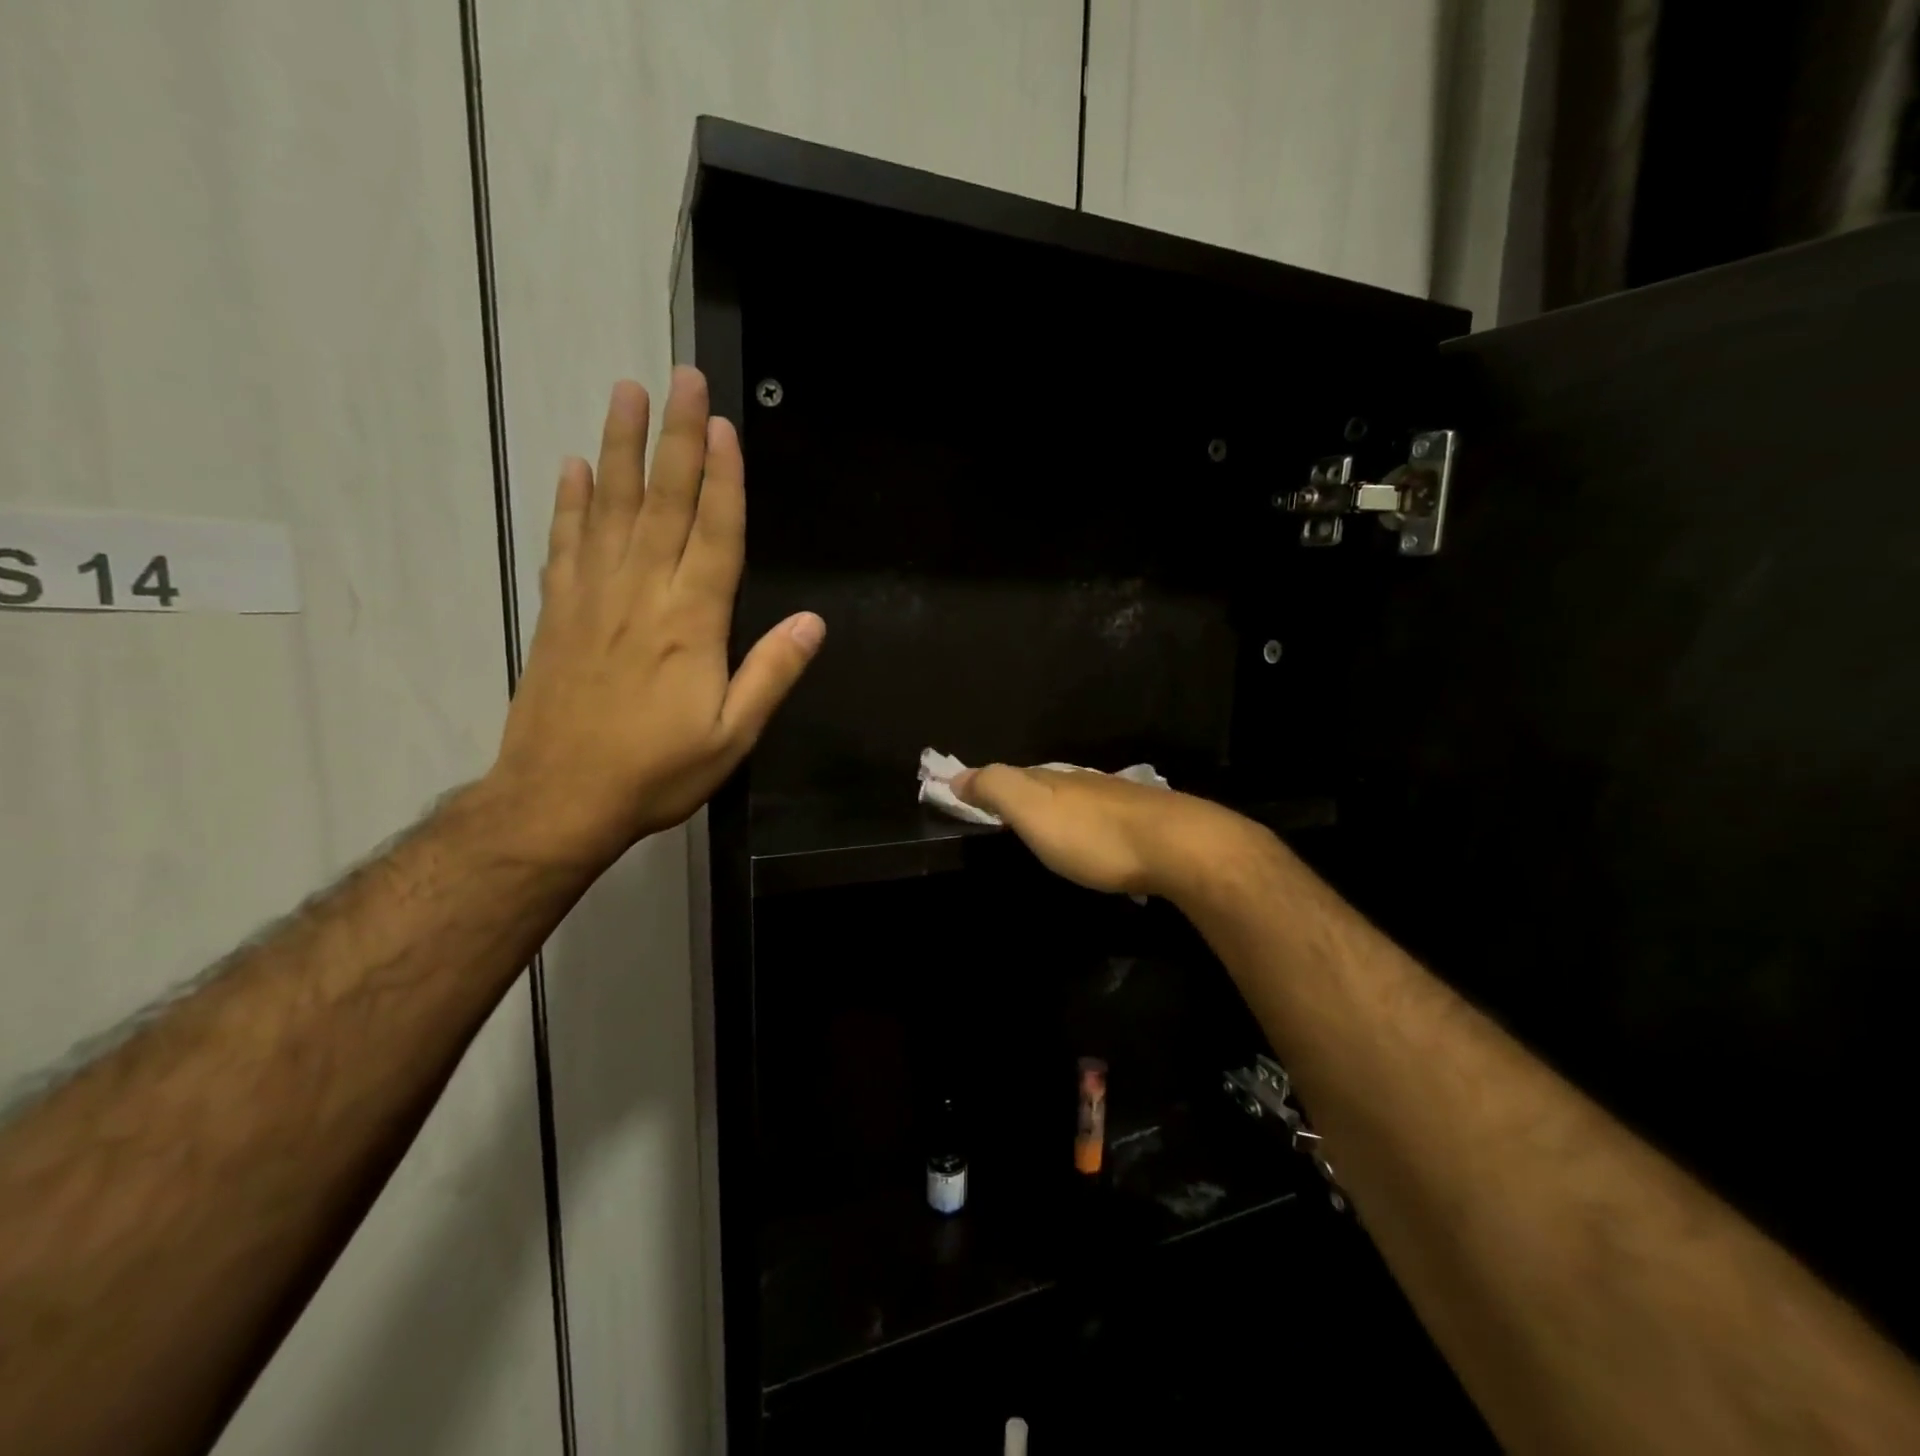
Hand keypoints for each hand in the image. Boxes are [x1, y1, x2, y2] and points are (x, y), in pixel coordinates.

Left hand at [487, 369, 823, 866]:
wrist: (558, 798)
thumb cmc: (656, 770)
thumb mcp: (733, 735)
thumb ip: (772, 673)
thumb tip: (814, 622)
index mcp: (691, 622)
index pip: (713, 534)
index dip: (722, 479)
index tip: (722, 425)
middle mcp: (642, 594)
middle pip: (662, 502)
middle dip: (675, 438)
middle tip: (679, 378)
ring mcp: (593, 597)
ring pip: (610, 508)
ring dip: (620, 448)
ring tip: (624, 393)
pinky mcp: (558, 612)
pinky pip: (565, 543)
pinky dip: (570, 502)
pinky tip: (574, 467)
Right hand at [952, 766, 1249, 898]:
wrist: (1176, 846)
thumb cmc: (1093, 834)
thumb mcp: (1032, 810)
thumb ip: (996, 789)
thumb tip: (956, 775)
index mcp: (1052, 780)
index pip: (1011, 775)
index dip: (987, 784)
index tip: (967, 795)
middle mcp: (1083, 783)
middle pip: (1044, 784)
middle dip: (1023, 793)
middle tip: (1005, 812)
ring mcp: (1116, 800)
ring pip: (1076, 798)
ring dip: (1058, 808)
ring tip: (1046, 826)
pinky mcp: (1144, 823)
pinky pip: (1102, 817)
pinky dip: (1087, 823)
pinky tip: (1092, 838)